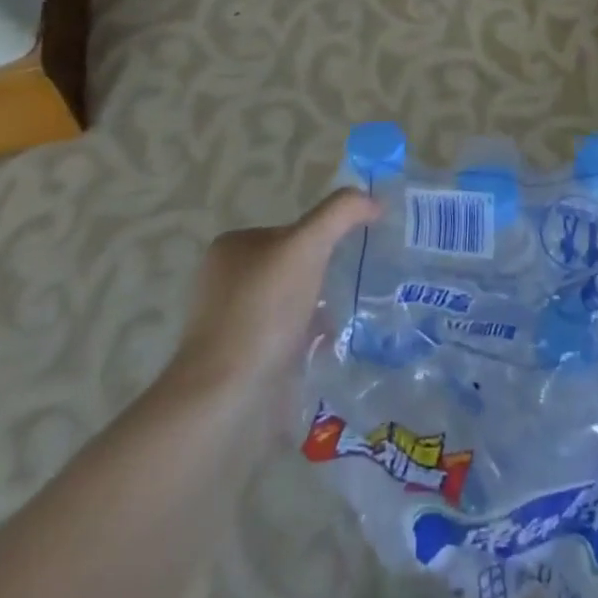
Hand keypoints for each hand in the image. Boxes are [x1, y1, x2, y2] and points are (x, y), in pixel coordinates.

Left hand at [164, 189, 381, 403]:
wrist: (227, 395)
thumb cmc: (263, 310)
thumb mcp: (308, 244)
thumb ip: (341, 213)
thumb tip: (374, 201)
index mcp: (231, 248)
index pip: (290, 232)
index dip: (321, 241)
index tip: (347, 258)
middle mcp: (224, 281)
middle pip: (291, 268)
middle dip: (321, 279)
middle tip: (351, 290)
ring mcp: (228, 324)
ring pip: (289, 306)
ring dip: (316, 312)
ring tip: (346, 323)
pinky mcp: (238, 362)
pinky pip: (283, 341)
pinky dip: (306, 343)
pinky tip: (326, 352)